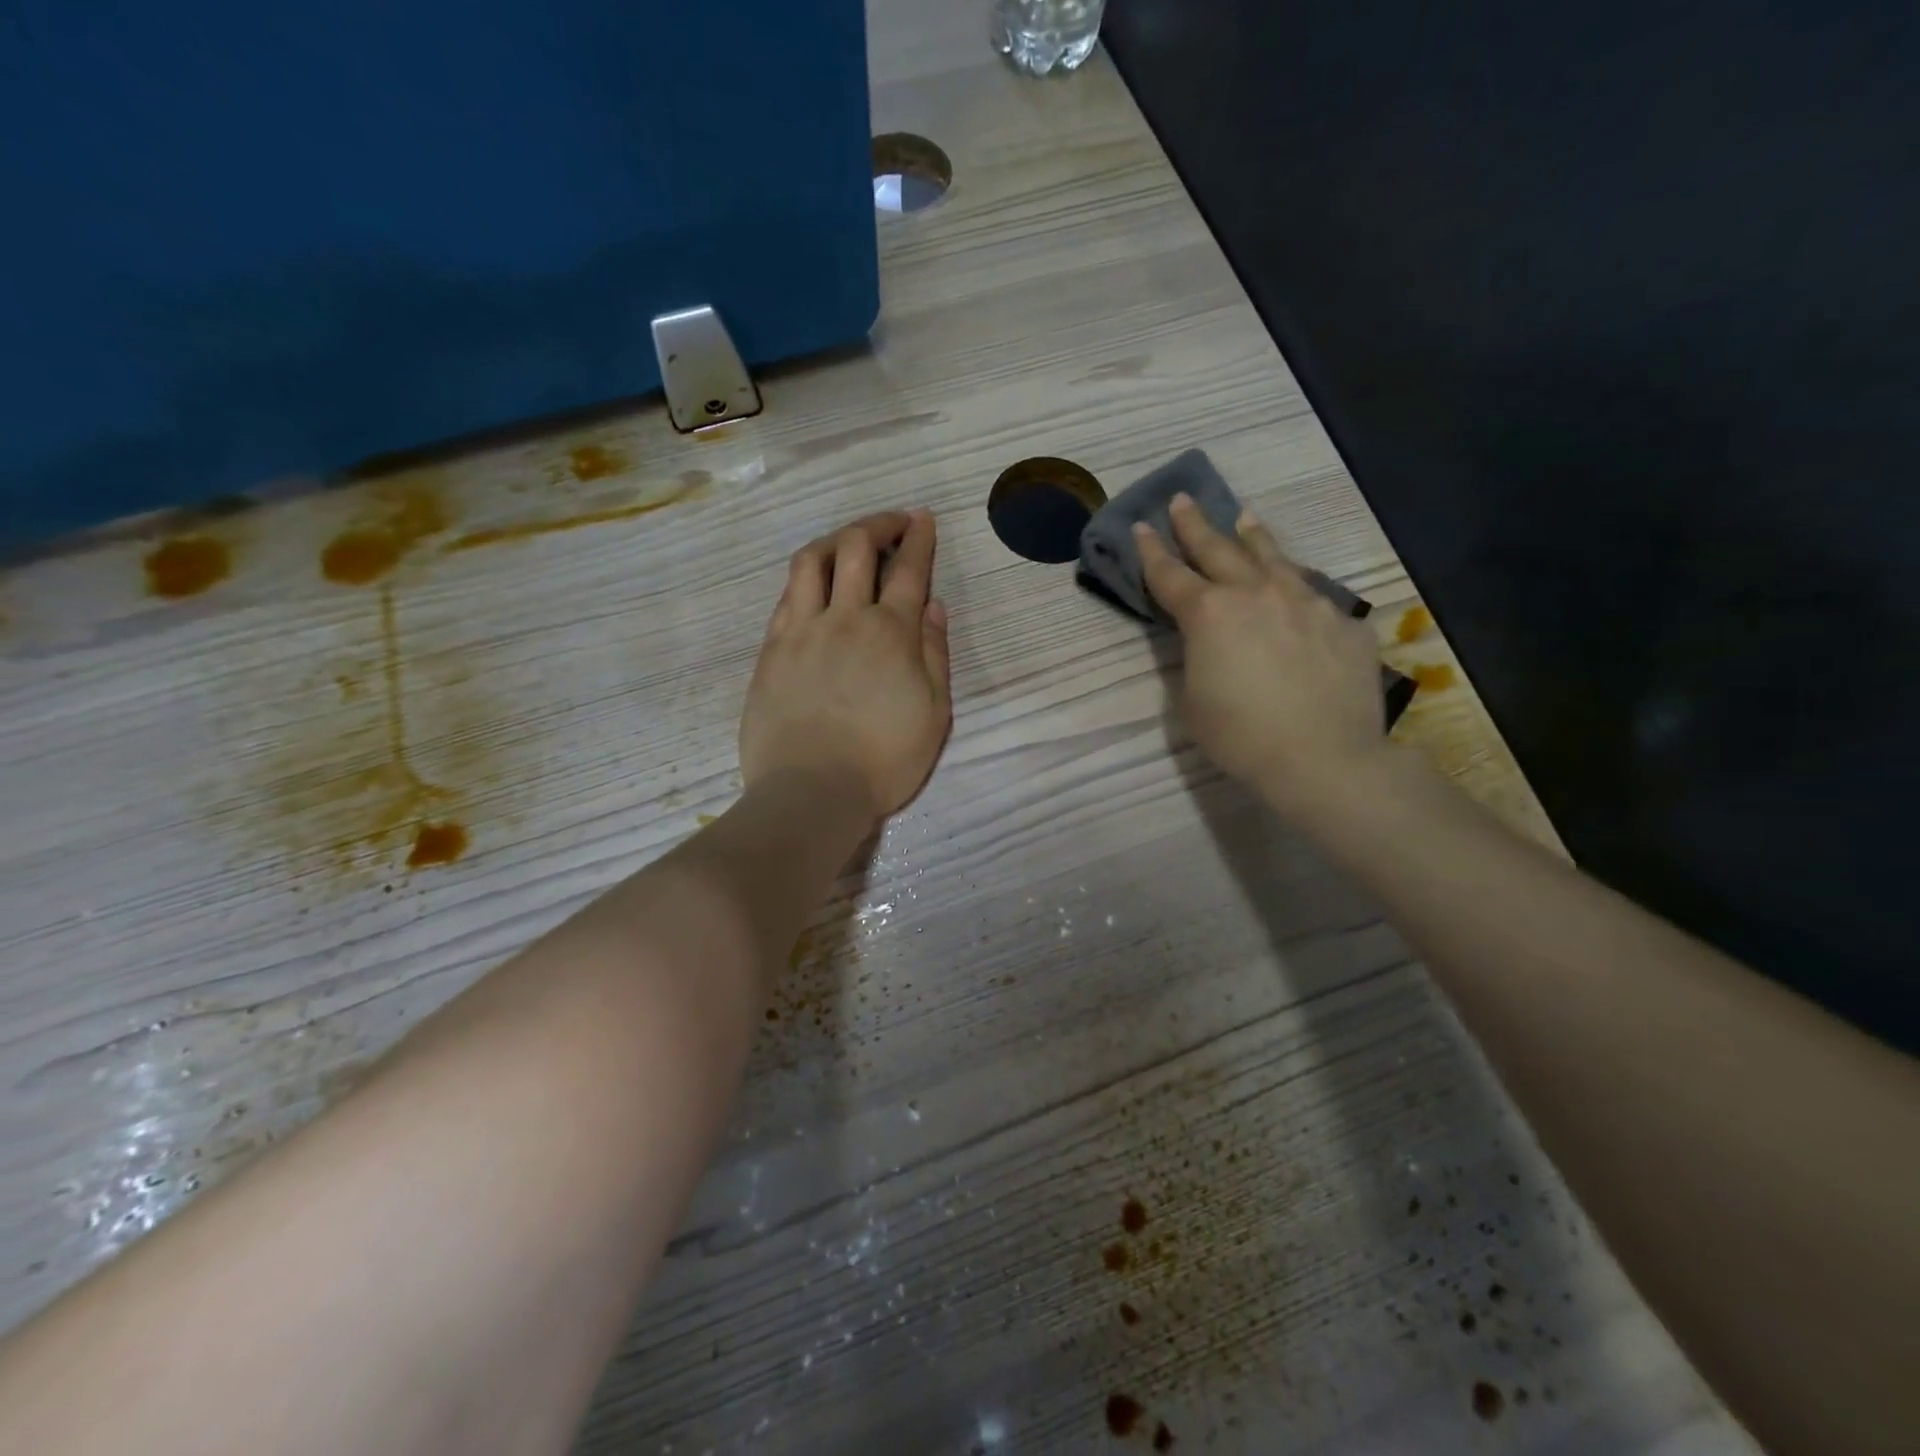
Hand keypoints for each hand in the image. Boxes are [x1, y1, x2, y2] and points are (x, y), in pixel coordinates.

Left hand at [740, 510, 952, 822]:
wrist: (812, 791)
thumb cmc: (884, 760)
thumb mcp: (934, 714)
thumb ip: (934, 655)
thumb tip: (933, 607)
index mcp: (891, 633)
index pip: (908, 570)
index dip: (918, 538)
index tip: (923, 519)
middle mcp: (845, 618)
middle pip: (856, 548)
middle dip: (878, 524)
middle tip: (893, 524)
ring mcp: (801, 630)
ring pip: (811, 561)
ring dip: (834, 540)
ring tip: (848, 543)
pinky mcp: (772, 650)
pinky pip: (787, 596)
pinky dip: (805, 578)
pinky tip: (813, 585)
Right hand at [1137, 493, 1390, 825]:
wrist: (1323, 757)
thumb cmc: (1241, 736)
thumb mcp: (1192, 701)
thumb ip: (1195, 659)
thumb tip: (1207, 642)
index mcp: (1209, 614)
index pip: (1169, 574)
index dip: (1150, 551)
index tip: (1141, 526)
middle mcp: (1256, 593)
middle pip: (1218, 549)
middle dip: (1195, 525)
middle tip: (1181, 500)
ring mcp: (1305, 602)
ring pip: (1272, 557)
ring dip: (1251, 536)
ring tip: (1243, 518)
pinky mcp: (1343, 621)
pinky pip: (1311, 592)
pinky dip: (1293, 583)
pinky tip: (1293, 586)